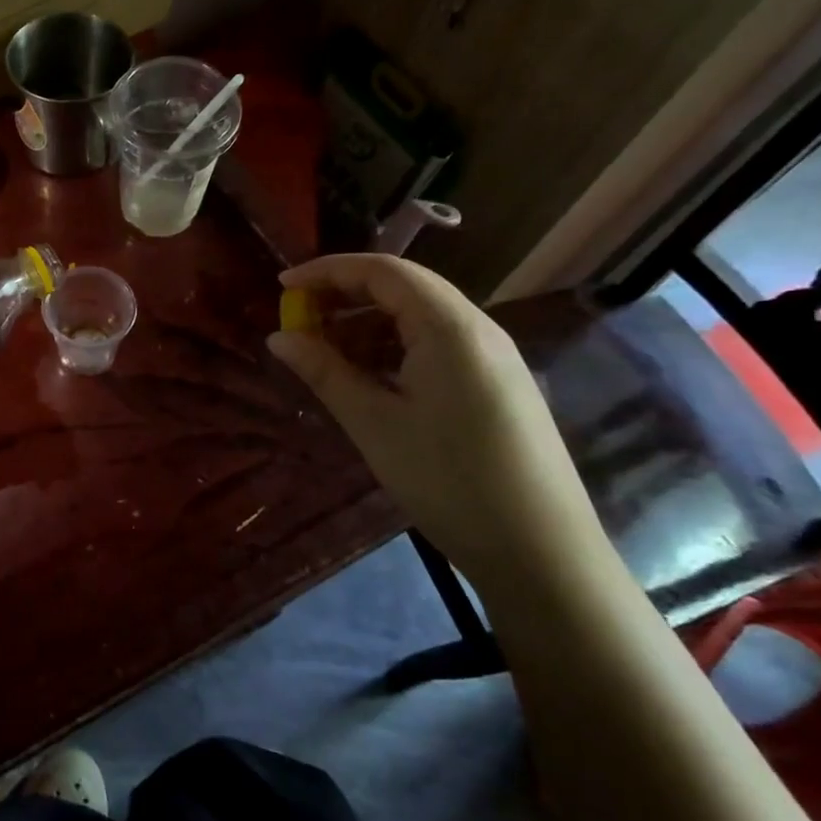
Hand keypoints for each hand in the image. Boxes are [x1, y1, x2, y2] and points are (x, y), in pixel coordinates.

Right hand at [266, 254, 608, 589]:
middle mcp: (477, 329)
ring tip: (324, 351)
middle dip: (345, 294)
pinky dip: (394, 347)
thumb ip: (325, 371)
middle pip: (403, 287)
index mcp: (450, 327)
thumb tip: (279, 337)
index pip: (383, 271)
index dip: (327, 271)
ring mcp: (493, 357)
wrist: (541, 550)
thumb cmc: (448, 480)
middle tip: (298, 319)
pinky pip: (437, 344)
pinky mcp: (497, 384)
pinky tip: (368, 377)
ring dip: (368, 323)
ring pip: (420, 317)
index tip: (281, 285)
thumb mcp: (374, 424)